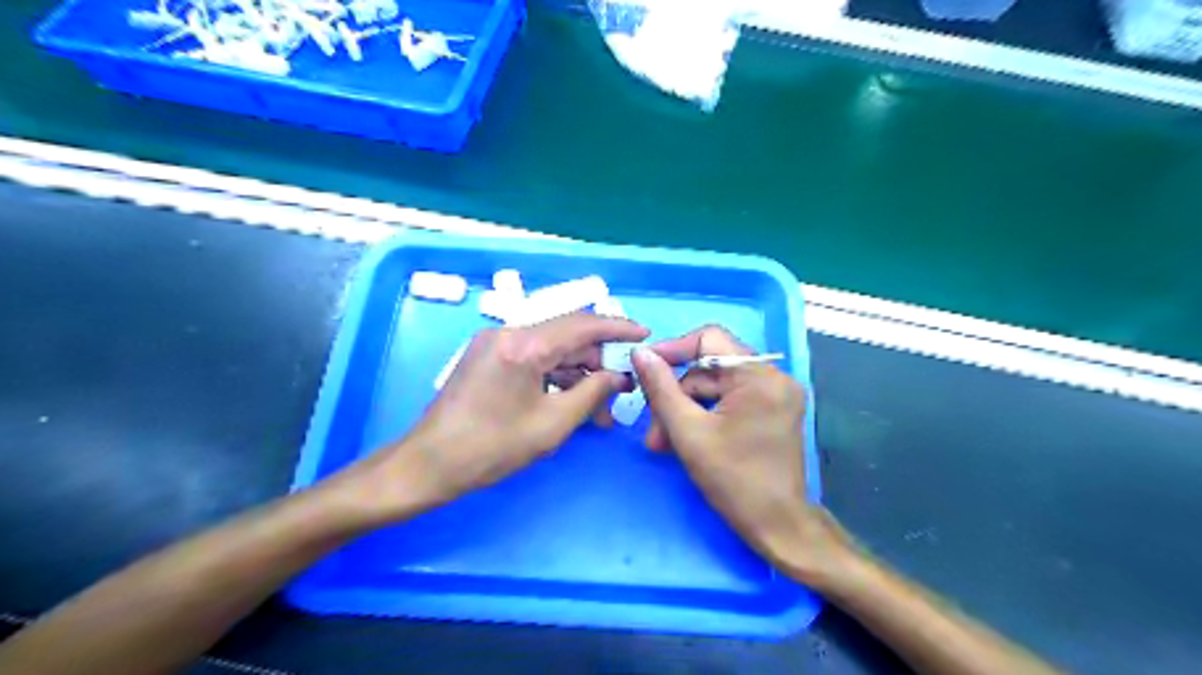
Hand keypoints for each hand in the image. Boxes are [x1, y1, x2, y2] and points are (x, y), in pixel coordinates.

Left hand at [339, 313, 648, 522]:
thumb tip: (618, 377)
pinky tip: (570, 401)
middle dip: (598, 362)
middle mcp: (508, 332)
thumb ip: (592, 393)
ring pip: (551, 349)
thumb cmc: (492, 447)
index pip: (582, 325)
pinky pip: (532, 358)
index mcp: (524, 344)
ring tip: (598, 409)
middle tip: (620, 392)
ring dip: (577, 374)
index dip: (617, 328)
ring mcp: (494, 343)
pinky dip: (554, 376)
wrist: (429, 464)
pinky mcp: (487, 357)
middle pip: (567, 337)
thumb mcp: (552, 424)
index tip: (644, 335)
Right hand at [637, 328, 853, 584]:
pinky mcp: (774, 410)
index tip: (646, 369)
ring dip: (687, 410)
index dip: (673, 350)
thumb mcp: (688, 432)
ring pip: (717, 387)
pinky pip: (730, 399)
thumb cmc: (733, 481)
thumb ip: (661, 388)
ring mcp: (777, 394)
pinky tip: (686, 439)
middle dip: (677, 396)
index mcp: (759, 376)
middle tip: (653, 430)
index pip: (709, 339)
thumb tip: (641, 353)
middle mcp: (774, 376)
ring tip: (663, 442)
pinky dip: (706, 415)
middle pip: (710, 368)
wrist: (778, 526)